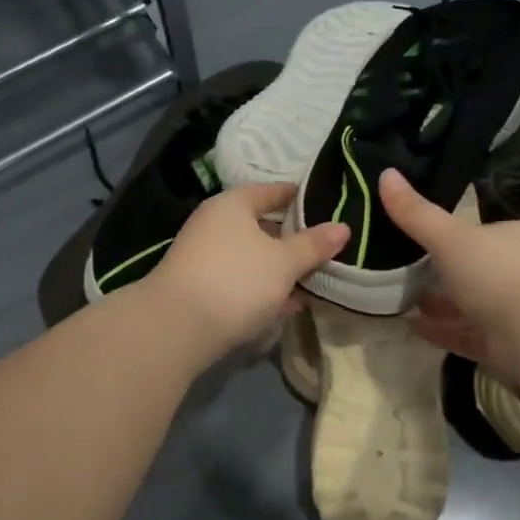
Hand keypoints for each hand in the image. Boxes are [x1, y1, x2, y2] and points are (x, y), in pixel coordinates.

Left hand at [142, 183, 348, 361]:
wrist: (177, 328)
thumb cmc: (236, 280)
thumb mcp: (284, 262)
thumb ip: (313, 245)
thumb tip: (342, 227)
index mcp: (233, 205)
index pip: (271, 191)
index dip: (299, 197)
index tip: (326, 205)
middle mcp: (214, 225)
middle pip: (261, 226)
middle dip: (293, 241)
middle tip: (326, 251)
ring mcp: (204, 258)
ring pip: (252, 257)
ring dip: (279, 270)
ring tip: (313, 283)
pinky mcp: (200, 288)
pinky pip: (240, 281)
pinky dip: (262, 290)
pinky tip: (286, 307)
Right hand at [378, 168, 519, 386]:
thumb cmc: (499, 274)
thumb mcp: (451, 238)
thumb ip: (417, 213)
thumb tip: (385, 174)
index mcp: (518, 238)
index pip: (480, 233)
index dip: (450, 237)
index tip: (417, 242)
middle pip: (474, 271)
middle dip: (441, 275)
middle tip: (403, 276)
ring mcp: (518, 311)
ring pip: (471, 305)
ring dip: (439, 305)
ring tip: (403, 303)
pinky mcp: (508, 345)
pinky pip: (468, 334)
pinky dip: (442, 331)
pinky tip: (413, 329)